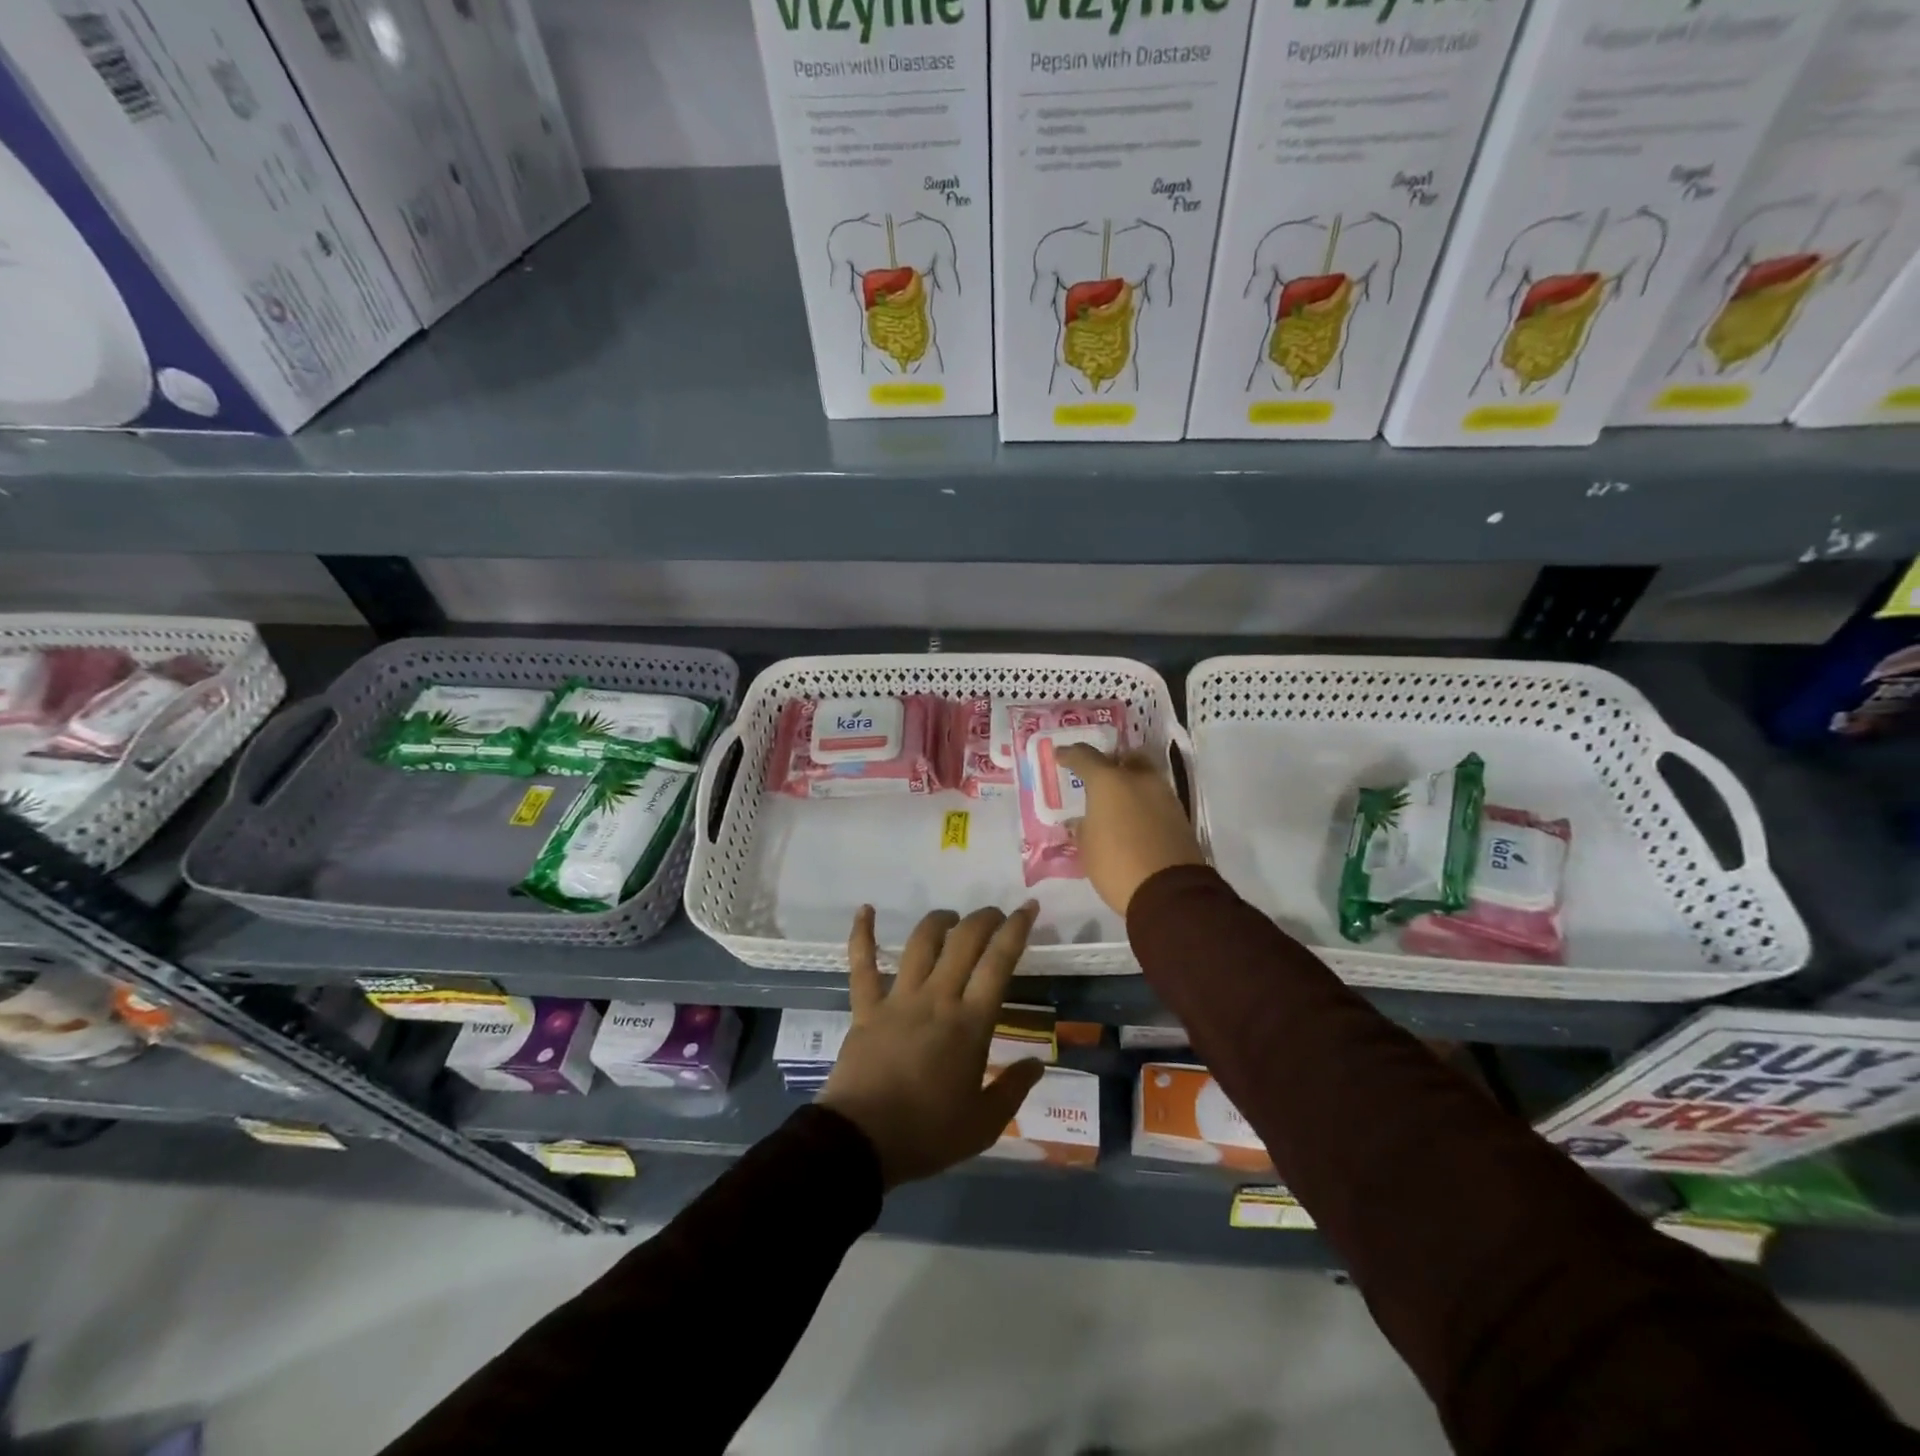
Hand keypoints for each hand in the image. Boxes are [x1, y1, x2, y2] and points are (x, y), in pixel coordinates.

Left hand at [819, 904, 1046, 1189]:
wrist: (861, 1142)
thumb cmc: (927, 1134)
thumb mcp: (983, 1124)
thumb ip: (1013, 1090)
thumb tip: (1038, 1064)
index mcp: (970, 1024)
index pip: (998, 963)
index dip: (1016, 930)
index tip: (1027, 908)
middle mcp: (937, 999)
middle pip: (963, 942)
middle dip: (983, 919)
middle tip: (994, 915)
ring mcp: (898, 999)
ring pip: (920, 943)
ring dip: (939, 922)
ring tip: (951, 918)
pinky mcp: (866, 1007)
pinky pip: (862, 964)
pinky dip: (862, 934)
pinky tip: (865, 910)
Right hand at [1057, 744, 1205, 916]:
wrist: (1169, 892)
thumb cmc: (1117, 864)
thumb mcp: (1087, 847)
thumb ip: (1083, 827)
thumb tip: (1084, 821)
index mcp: (1109, 781)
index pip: (1085, 757)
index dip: (1070, 755)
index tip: (1061, 756)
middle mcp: (1139, 780)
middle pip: (1125, 759)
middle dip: (1112, 764)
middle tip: (1098, 779)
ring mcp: (1164, 795)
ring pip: (1145, 778)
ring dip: (1131, 786)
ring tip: (1117, 806)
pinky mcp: (1180, 816)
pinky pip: (1156, 800)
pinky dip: (1144, 804)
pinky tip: (1134, 822)